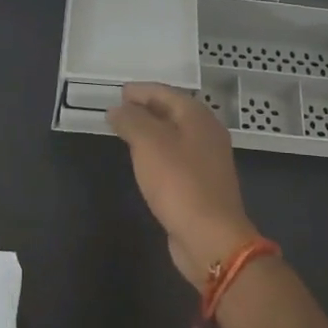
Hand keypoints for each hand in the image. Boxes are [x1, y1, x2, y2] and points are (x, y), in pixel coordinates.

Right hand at [107, 82, 259, 284]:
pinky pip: (176, 157)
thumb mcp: (149, 144)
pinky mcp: (202, 184)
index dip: (142, 90)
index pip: (166, 92)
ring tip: (127, 131)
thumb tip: (117, 109)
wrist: (210, 237)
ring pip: (175, 135)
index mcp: (198, 118)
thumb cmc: (179, 183)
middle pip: (174, 112)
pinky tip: (144, 160)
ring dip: (152, 130)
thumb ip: (131, 121)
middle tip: (120, 109)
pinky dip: (158, 151)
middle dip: (147, 107)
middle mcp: (207, 134)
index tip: (119, 92)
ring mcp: (207, 161)